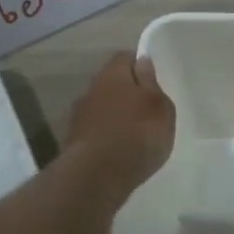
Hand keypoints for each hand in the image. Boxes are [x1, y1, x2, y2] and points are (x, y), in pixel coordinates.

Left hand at [66, 52, 174, 195]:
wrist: (97, 175)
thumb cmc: (138, 133)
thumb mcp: (160, 107)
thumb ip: (151, 83)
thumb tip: (142, 62)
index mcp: (113, 74)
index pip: (125, 57)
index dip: (140, 65)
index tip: (154, 81)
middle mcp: (91, 89)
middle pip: (112, 82)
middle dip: (127, 92)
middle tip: (147, 109)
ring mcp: (79, 116)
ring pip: (102, 107)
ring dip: (115, 115)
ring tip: (134, 134)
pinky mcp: (74, 141)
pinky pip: (96, 130)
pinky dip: (106, 136)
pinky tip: (119, 151)